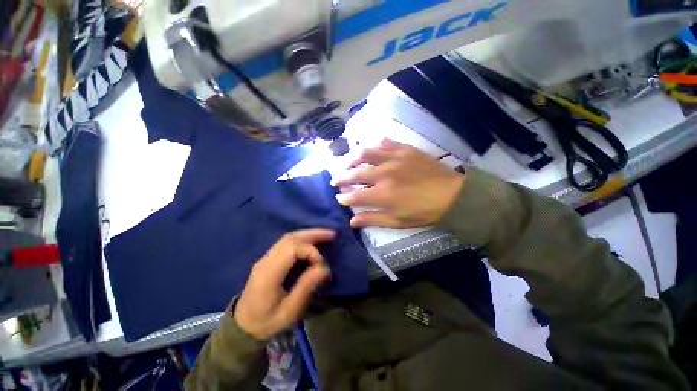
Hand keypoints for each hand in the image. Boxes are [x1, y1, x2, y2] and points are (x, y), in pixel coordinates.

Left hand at [235, 229, 333, 339]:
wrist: (243, 326)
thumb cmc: (266, 322)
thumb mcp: (289, 312)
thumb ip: (306, 288)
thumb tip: (324, 268)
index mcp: (269, 273)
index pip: (292, 249)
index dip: (311, 251)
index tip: (321, 265)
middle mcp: (266, 260)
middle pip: (290, 238)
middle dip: (313, 234)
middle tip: (332, 234)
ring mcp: (266, 258)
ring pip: (289, 237)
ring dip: (308, 234)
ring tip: (326, 235)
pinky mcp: (269, 259)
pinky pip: (287, 243)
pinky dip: (302, 239)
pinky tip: (312, 242)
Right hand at [332, 139, 464, 227]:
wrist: (451, 194)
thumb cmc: (423, 211)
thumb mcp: (397, 221)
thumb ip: (372, 219)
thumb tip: (352, 221)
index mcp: (383, 195)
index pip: (354, 196)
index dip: (343, 197)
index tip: (339, 197)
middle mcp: (384, 174)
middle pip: (355, 174)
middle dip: (341, 178)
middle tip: (336, 181)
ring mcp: (394, 159)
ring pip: (365, 153)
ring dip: (352, 159)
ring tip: (348, 164)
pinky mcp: (404, 149)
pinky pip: (383, 142)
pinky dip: (373, 146)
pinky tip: (370, 151)